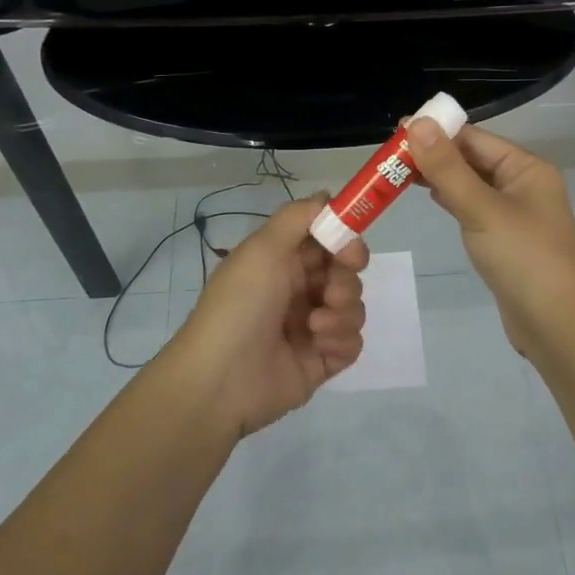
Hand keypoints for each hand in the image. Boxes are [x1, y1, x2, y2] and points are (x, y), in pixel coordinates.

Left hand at [164, 195, 368, 436]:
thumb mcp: (263, 248)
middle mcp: (298, 290)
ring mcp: (312, 327)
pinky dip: (341, 340)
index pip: (327, 240)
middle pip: (346, 273)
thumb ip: (299, 216)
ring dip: (343, 312)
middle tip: (330, 291)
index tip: (351, 250)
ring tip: (315, 325)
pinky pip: (352, 342)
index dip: (345, 240)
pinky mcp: (322, 361)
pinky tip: (319, 346)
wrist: (221, 380)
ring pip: (354, 307)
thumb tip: (328, 195)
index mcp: (282, 262)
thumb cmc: (240, 305)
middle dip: (346, 279)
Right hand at [403, 121, 574, 359]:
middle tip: (389, 156)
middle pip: (472, 159)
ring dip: (440, 177)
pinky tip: (430, 198)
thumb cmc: (523, 259)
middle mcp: (523, 184)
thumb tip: (416, 123)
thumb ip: (447, 168)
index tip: (396, 131)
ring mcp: (515, 213)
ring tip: (398, 173)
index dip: (437, 132)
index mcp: (526, 168)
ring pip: (471, 184)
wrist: (557, 325)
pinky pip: (474, 208)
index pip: (475, 138)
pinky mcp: (505, 239)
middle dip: (435, 154)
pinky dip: (452, 200)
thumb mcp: (482, 209)